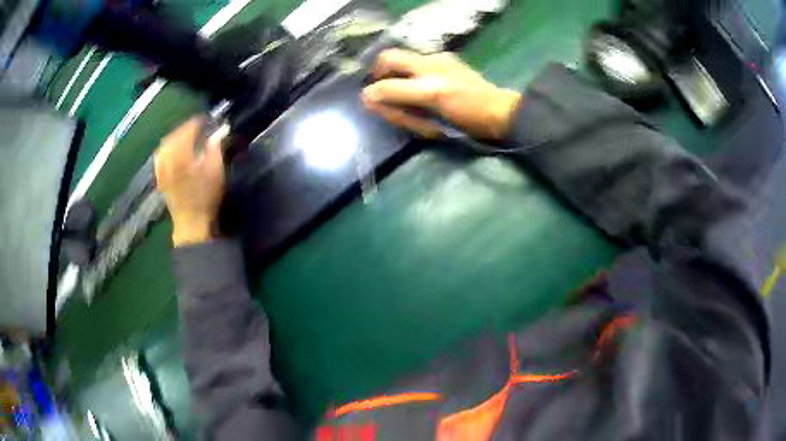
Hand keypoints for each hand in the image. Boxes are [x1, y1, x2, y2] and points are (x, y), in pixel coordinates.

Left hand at [155, 117, 224, 246]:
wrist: (191, 223)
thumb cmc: (206, 197)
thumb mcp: (216, 170)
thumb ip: (215, 147)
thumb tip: (218, 131)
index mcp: (182, 155)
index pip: (187, 130)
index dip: (197, 122)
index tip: (207, 119)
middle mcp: (168, 159)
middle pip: (174, 136)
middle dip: (185, 128)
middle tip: (197, 126)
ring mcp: (162, 169)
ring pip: (165, 145)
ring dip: (175, 137)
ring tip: (185, 136)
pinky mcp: (160, 177)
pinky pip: (159, 157)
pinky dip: (166, 149)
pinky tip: (171, 150)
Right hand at [361, 49, 521, 139]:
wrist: (499, 111)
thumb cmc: (465, 125)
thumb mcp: (430, 128)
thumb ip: (399, 114)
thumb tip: (372, 102)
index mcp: (429, 89)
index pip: (386, 86)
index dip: (371, 94)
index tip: (368, 101)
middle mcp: (431, 67)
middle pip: (389, 57)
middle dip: (377, 70)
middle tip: (380, 86)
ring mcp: (439, 58)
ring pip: (403, 54)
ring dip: (394, 68)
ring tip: (399, 85)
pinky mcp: (446, 56)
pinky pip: (419, 57)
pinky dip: (411, 68)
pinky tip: (420, 81)